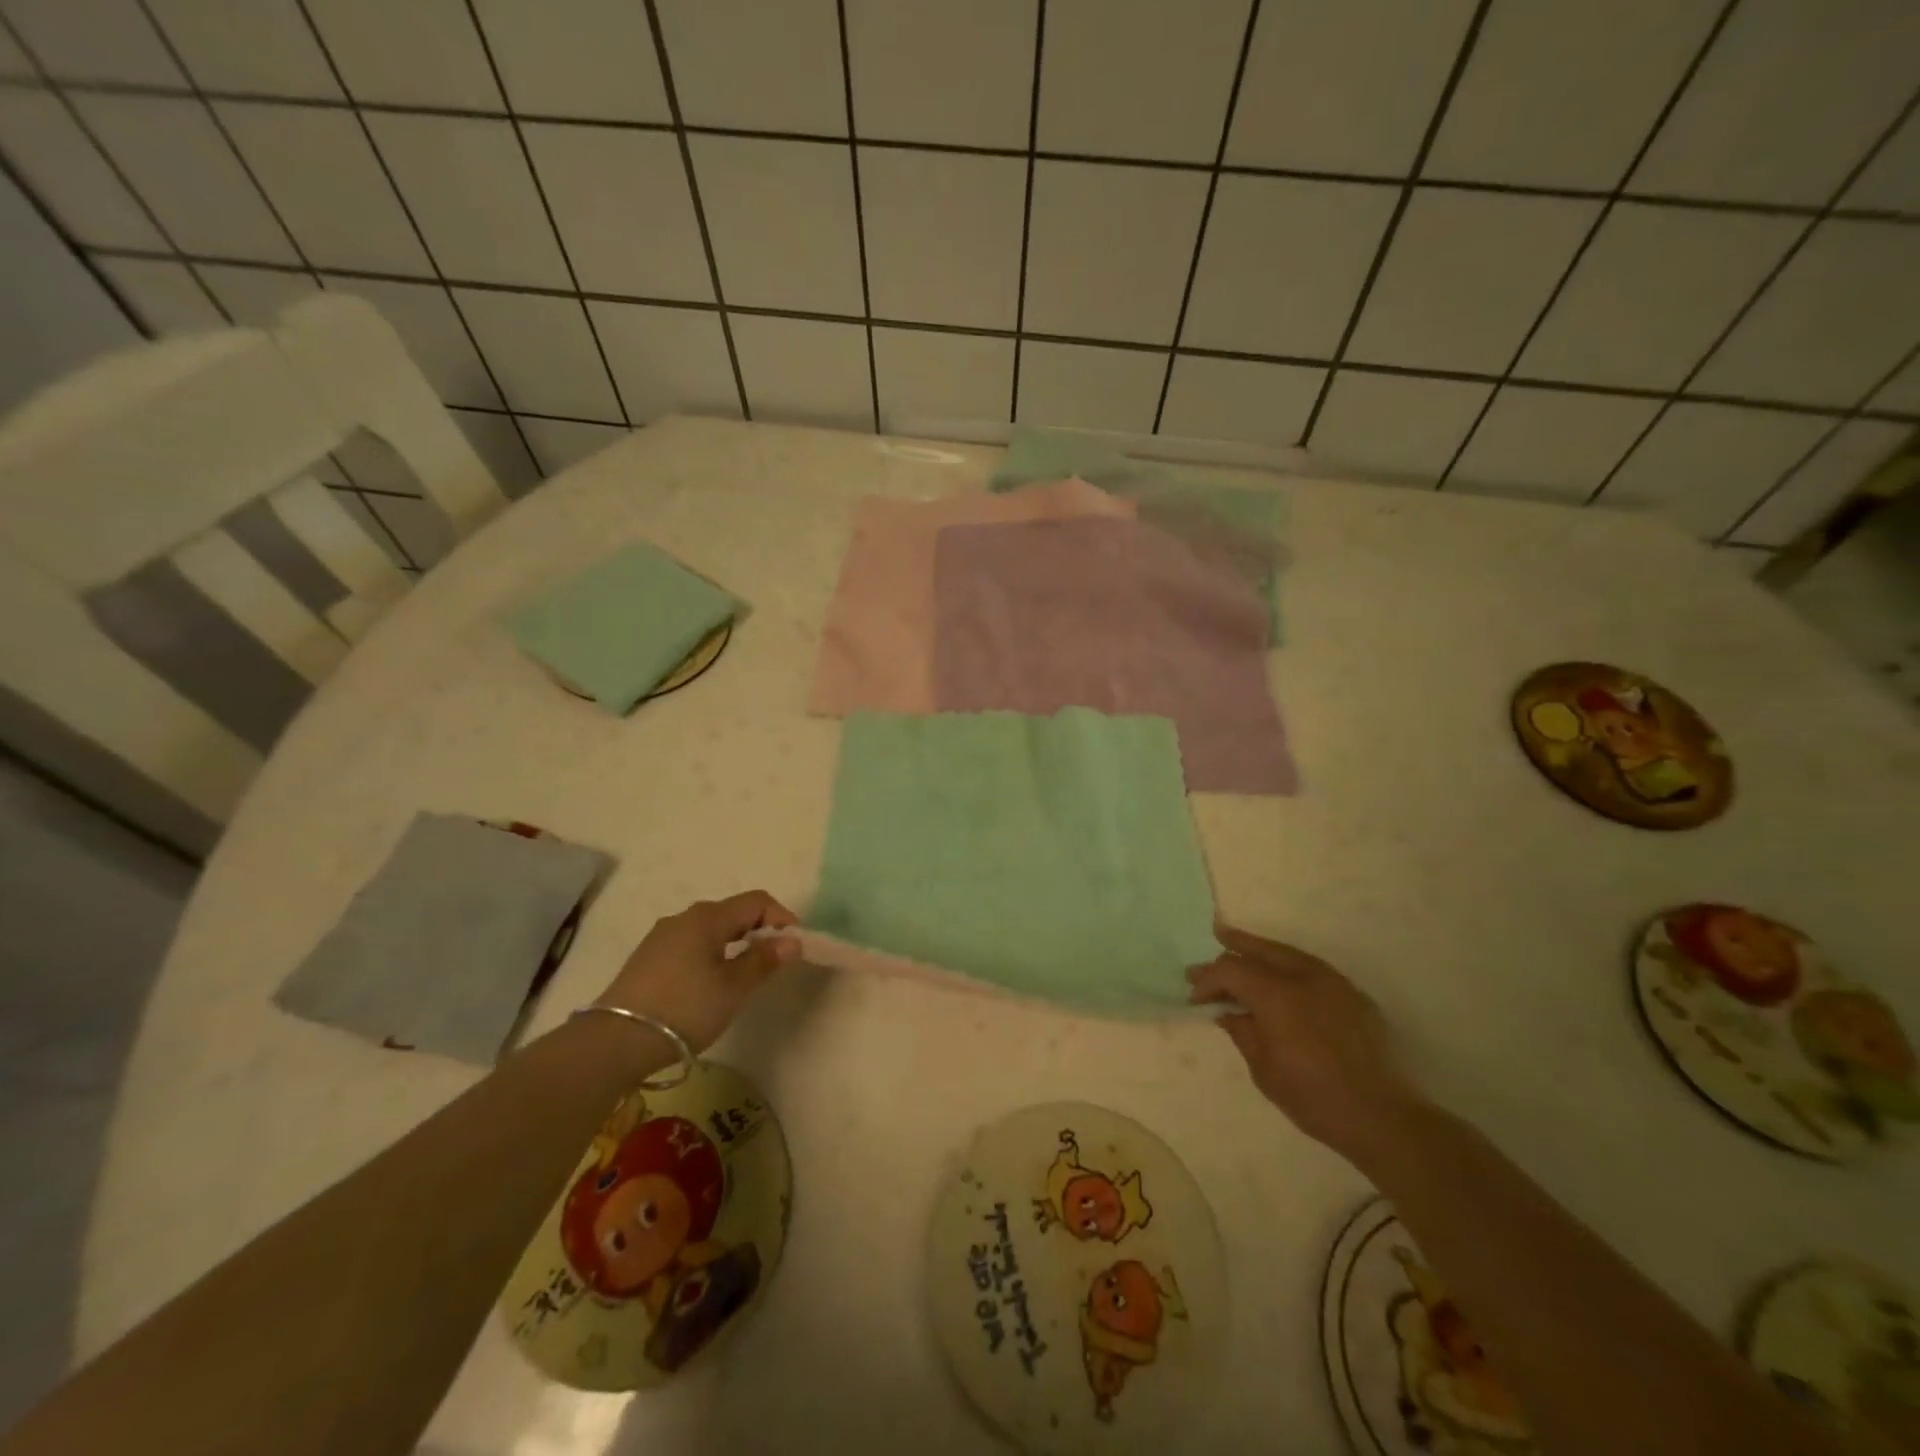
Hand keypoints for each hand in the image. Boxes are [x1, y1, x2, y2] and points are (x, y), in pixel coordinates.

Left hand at [596, 891, 800, 1052]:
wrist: (615, 1042)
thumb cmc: (684, 1008)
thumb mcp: (732, 988)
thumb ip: (764, 961)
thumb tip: (792, 941)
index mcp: (707, 918)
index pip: (756, 902)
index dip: (781, 918)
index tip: (794, 947)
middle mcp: (683, 918)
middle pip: (732, 913)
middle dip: (759, 931)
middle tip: (773, 962)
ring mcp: (661, 937)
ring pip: (710, 930)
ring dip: (734, 944)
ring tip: (743, 976)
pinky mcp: (647, 959)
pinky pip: (691, 945)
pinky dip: (711, 955)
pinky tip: (710, 984)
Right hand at [1189, 925, 1426, 1164]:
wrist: (1383, 1117)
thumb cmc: (1314, 1097)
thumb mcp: (1264, 1069)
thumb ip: (1242, 1031)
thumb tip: (1228, 1012)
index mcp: (1276, 994)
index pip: (1231, 970)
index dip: (1208, 979)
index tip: (1195, 996)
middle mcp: (1303, 976)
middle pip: (1259, 951)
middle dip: (1231, 951)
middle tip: (1210, 950)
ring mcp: (1332, 982)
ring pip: (1287, 952)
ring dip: (1259, 950)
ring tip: (1238, 943)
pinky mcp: (1352, 994)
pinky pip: (1310, 967)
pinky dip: (1287, 964)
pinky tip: (1279, 974)